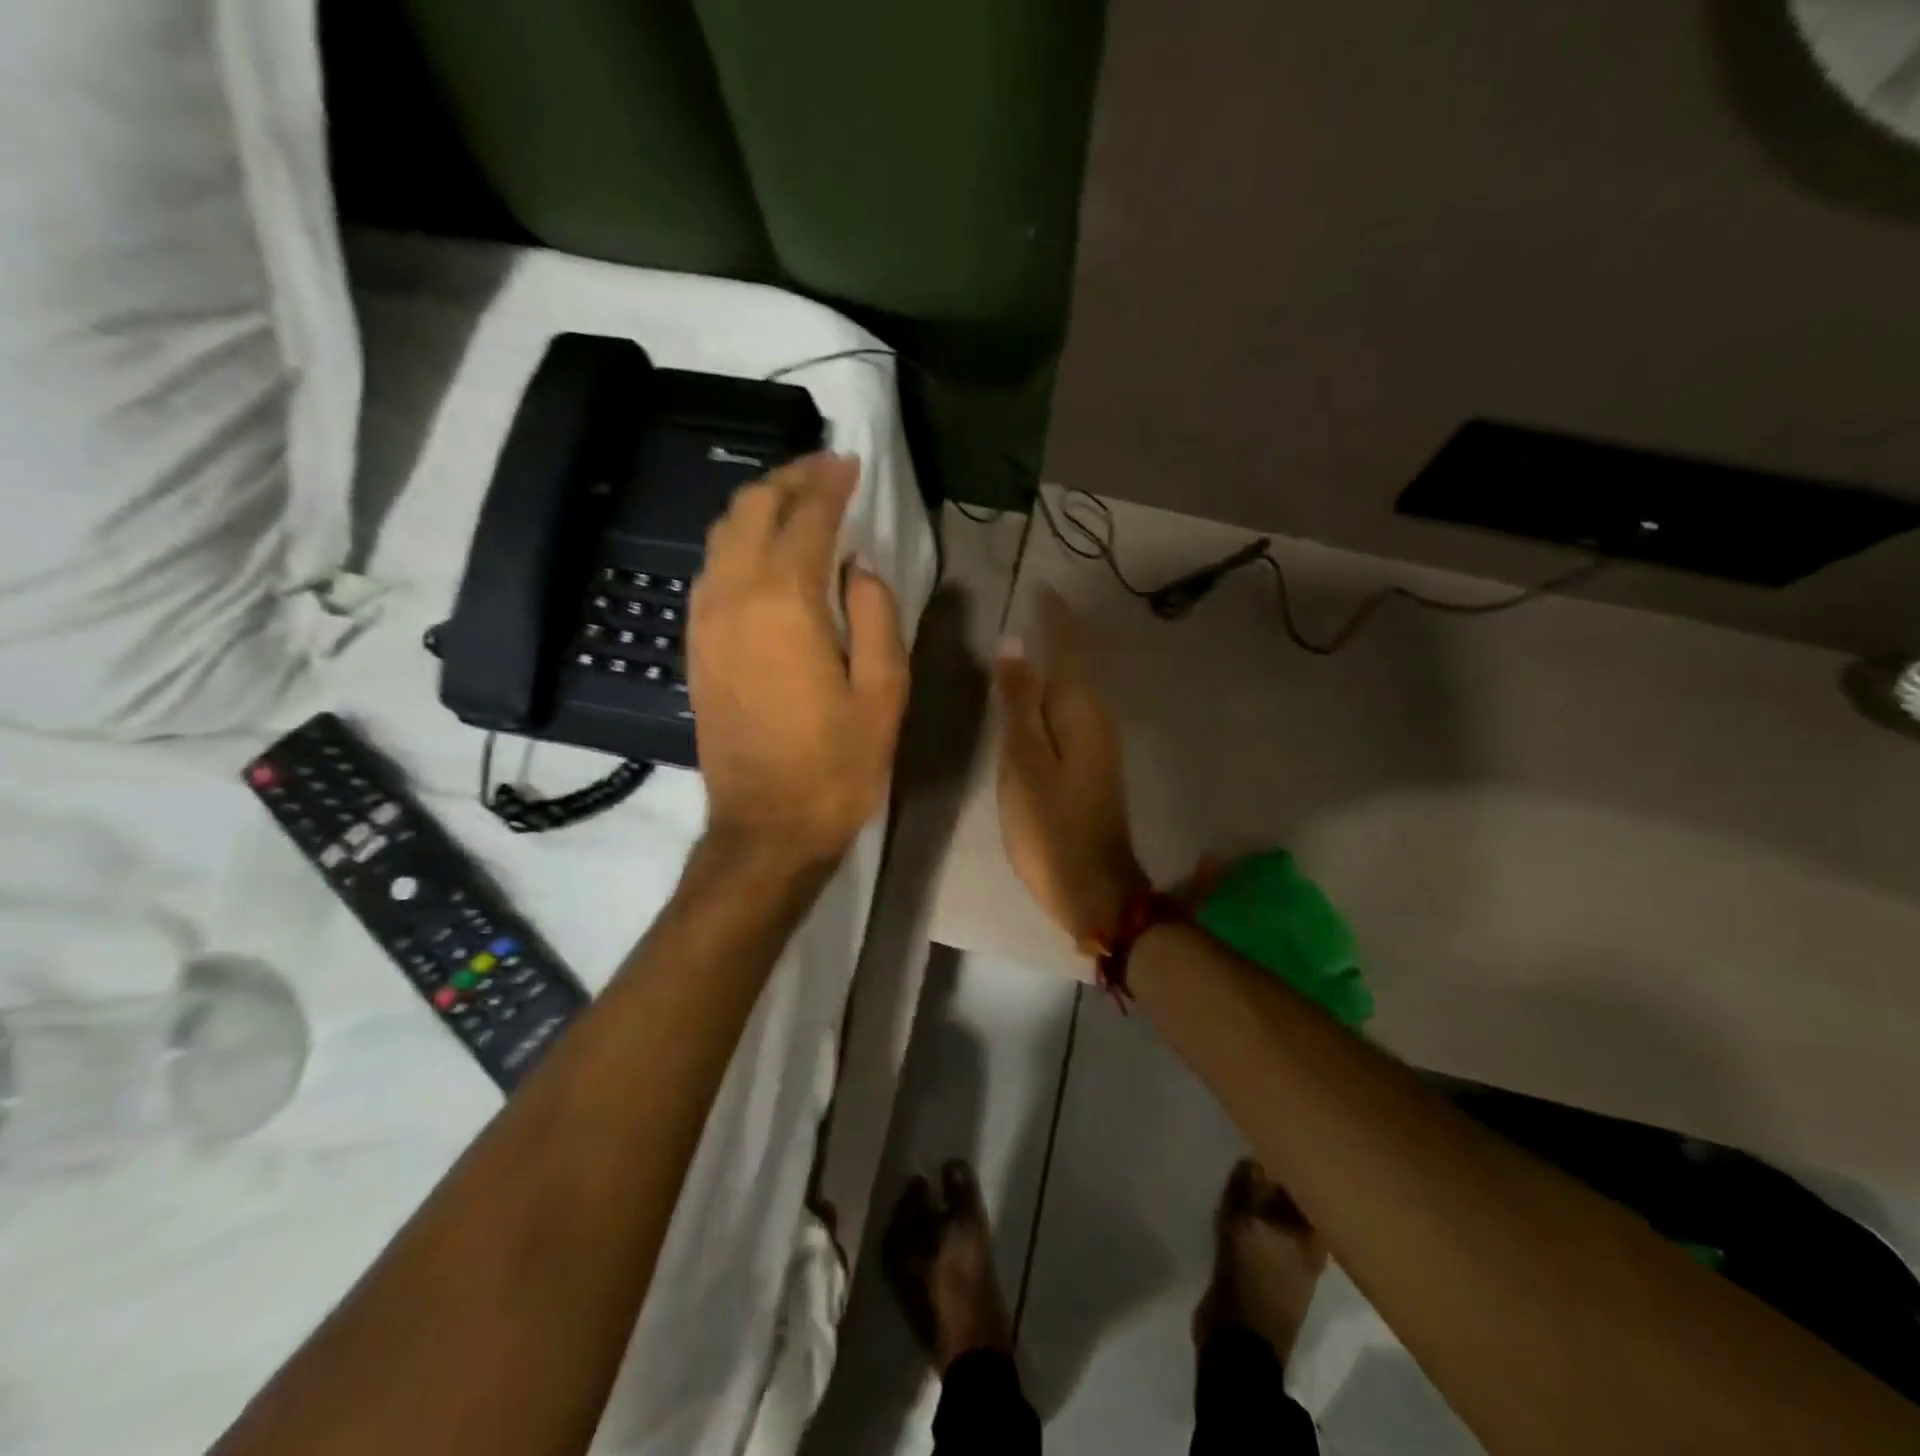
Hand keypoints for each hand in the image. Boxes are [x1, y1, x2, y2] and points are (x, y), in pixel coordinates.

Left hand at [690, 453, 907, 866]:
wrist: (766, 826)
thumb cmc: (837, 764)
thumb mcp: (883, 692)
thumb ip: (876, 614)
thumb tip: (859, 567)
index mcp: (786, 603)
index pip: (806, 517)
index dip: (830, 483)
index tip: (850, 462)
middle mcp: (734, 597)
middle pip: (751, 510)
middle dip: (789, 480)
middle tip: (824, 473)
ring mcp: (705, 621)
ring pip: (722, 535)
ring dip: (759, 507)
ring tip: (797, 504)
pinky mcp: (696, 646)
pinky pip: (711, 571)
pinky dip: (738, 544)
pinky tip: (764, 555)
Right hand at [995, 589, 1146, 953]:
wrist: (1094, 886)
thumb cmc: (1051, 825)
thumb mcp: (1024, 761)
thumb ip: (1019, 702)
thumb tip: (1016, 645)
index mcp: (1080, 709)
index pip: (1069, 646)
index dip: (1054, 616)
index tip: (1040, 586)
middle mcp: (1097, 717)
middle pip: (1078, 661)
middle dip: (1058, 630)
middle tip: (1031, 603)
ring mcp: (1099, 742)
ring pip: (1076, 685)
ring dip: (1058, 657)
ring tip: (1031, 635)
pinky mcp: (1093, 764)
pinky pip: (1073, 710)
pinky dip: (1057, 690)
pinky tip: (1039, 693)